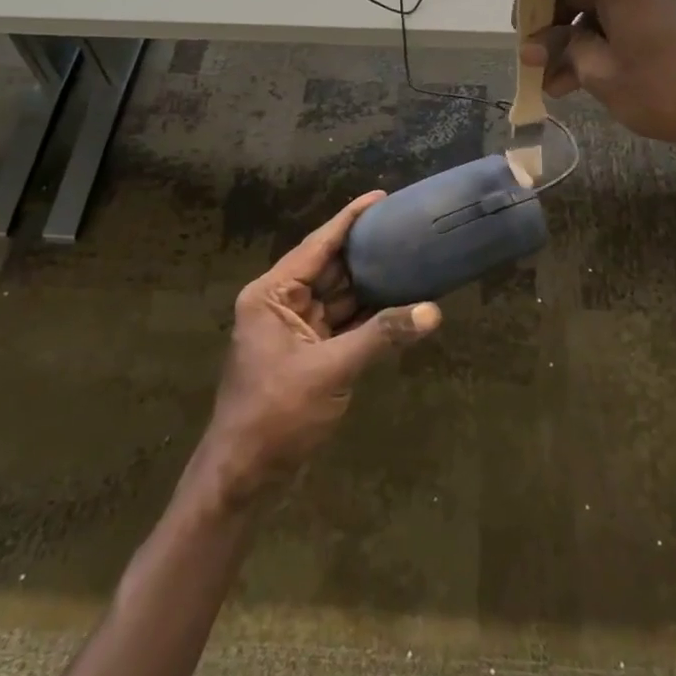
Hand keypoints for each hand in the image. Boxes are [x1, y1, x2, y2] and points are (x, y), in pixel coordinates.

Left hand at [191, 192, 441, 507]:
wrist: (243, 477)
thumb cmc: (276, 414)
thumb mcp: (331, 370)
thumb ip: (381, 336)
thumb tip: (432, 312)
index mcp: (272, 295)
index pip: (317, 245)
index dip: (349, 220)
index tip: (380, 197)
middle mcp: (281, 304)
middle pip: (329, 267)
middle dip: (366, 251)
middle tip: (406, 228)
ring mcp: (295, 330)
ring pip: (339, 296)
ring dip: (370, 284)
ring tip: (410, 258)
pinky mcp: (308, 355)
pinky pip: (342, 323)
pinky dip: (368, 316)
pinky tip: (399, 303)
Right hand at [521, 0, 675, 162]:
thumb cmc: (665, 90)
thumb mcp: (600, 72)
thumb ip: (561, 49)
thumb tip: (536, 47)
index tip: (524, 32)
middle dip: (551, 23)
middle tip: (536, 64)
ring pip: (599, 4)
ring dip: (573, 39)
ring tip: (556, 84)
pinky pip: (624, 15)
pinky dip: (601, 40)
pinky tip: (584, 79)